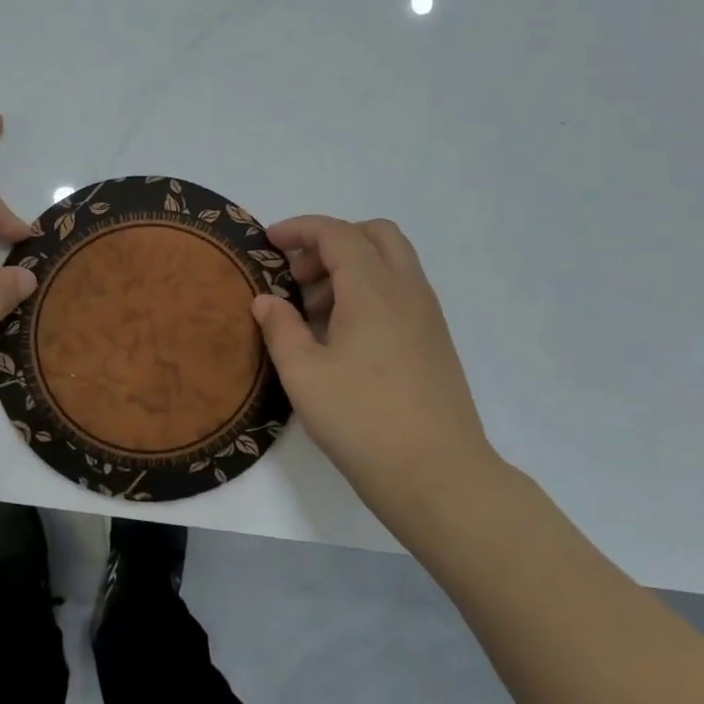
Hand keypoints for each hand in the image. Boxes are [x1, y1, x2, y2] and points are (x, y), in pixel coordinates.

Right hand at [251, 215, 502, 528]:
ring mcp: (427, 316)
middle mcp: (407, 291)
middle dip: (331, 241)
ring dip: (351, 268)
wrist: (437, 474)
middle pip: (375, 235)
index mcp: (374, 290)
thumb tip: (266, 300)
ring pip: (391, 264)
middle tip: (297, 274)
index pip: (337, 234)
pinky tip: (341, 336)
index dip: (300, 229)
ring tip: (311, 311)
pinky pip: (400, 292)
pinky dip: (368, 292)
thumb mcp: (303, 373)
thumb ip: (280, 328)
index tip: (268, 241)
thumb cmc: (361, 420)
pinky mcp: (434, 342)